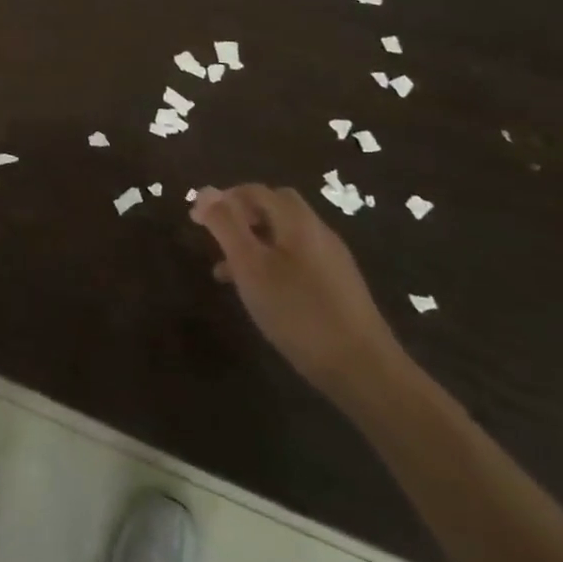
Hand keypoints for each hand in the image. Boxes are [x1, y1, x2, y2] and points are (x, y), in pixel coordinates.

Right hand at [190, 184, 412, 411]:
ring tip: (228, 273)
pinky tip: (262, 293)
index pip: (255, 191)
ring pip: (285, 236)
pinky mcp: (340, 287)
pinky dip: (273, 263)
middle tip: (217, 239)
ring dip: (254, 242)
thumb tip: (205, 190)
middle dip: (241, 217)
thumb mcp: (250, 266)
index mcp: (297, 221)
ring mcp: (333, 259)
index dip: (223, 199)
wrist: (365, 371)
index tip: (197, 221)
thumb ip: (226, 225)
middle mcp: (318, 231)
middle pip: (274, 207)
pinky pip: (298, 259)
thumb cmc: (298, 312)